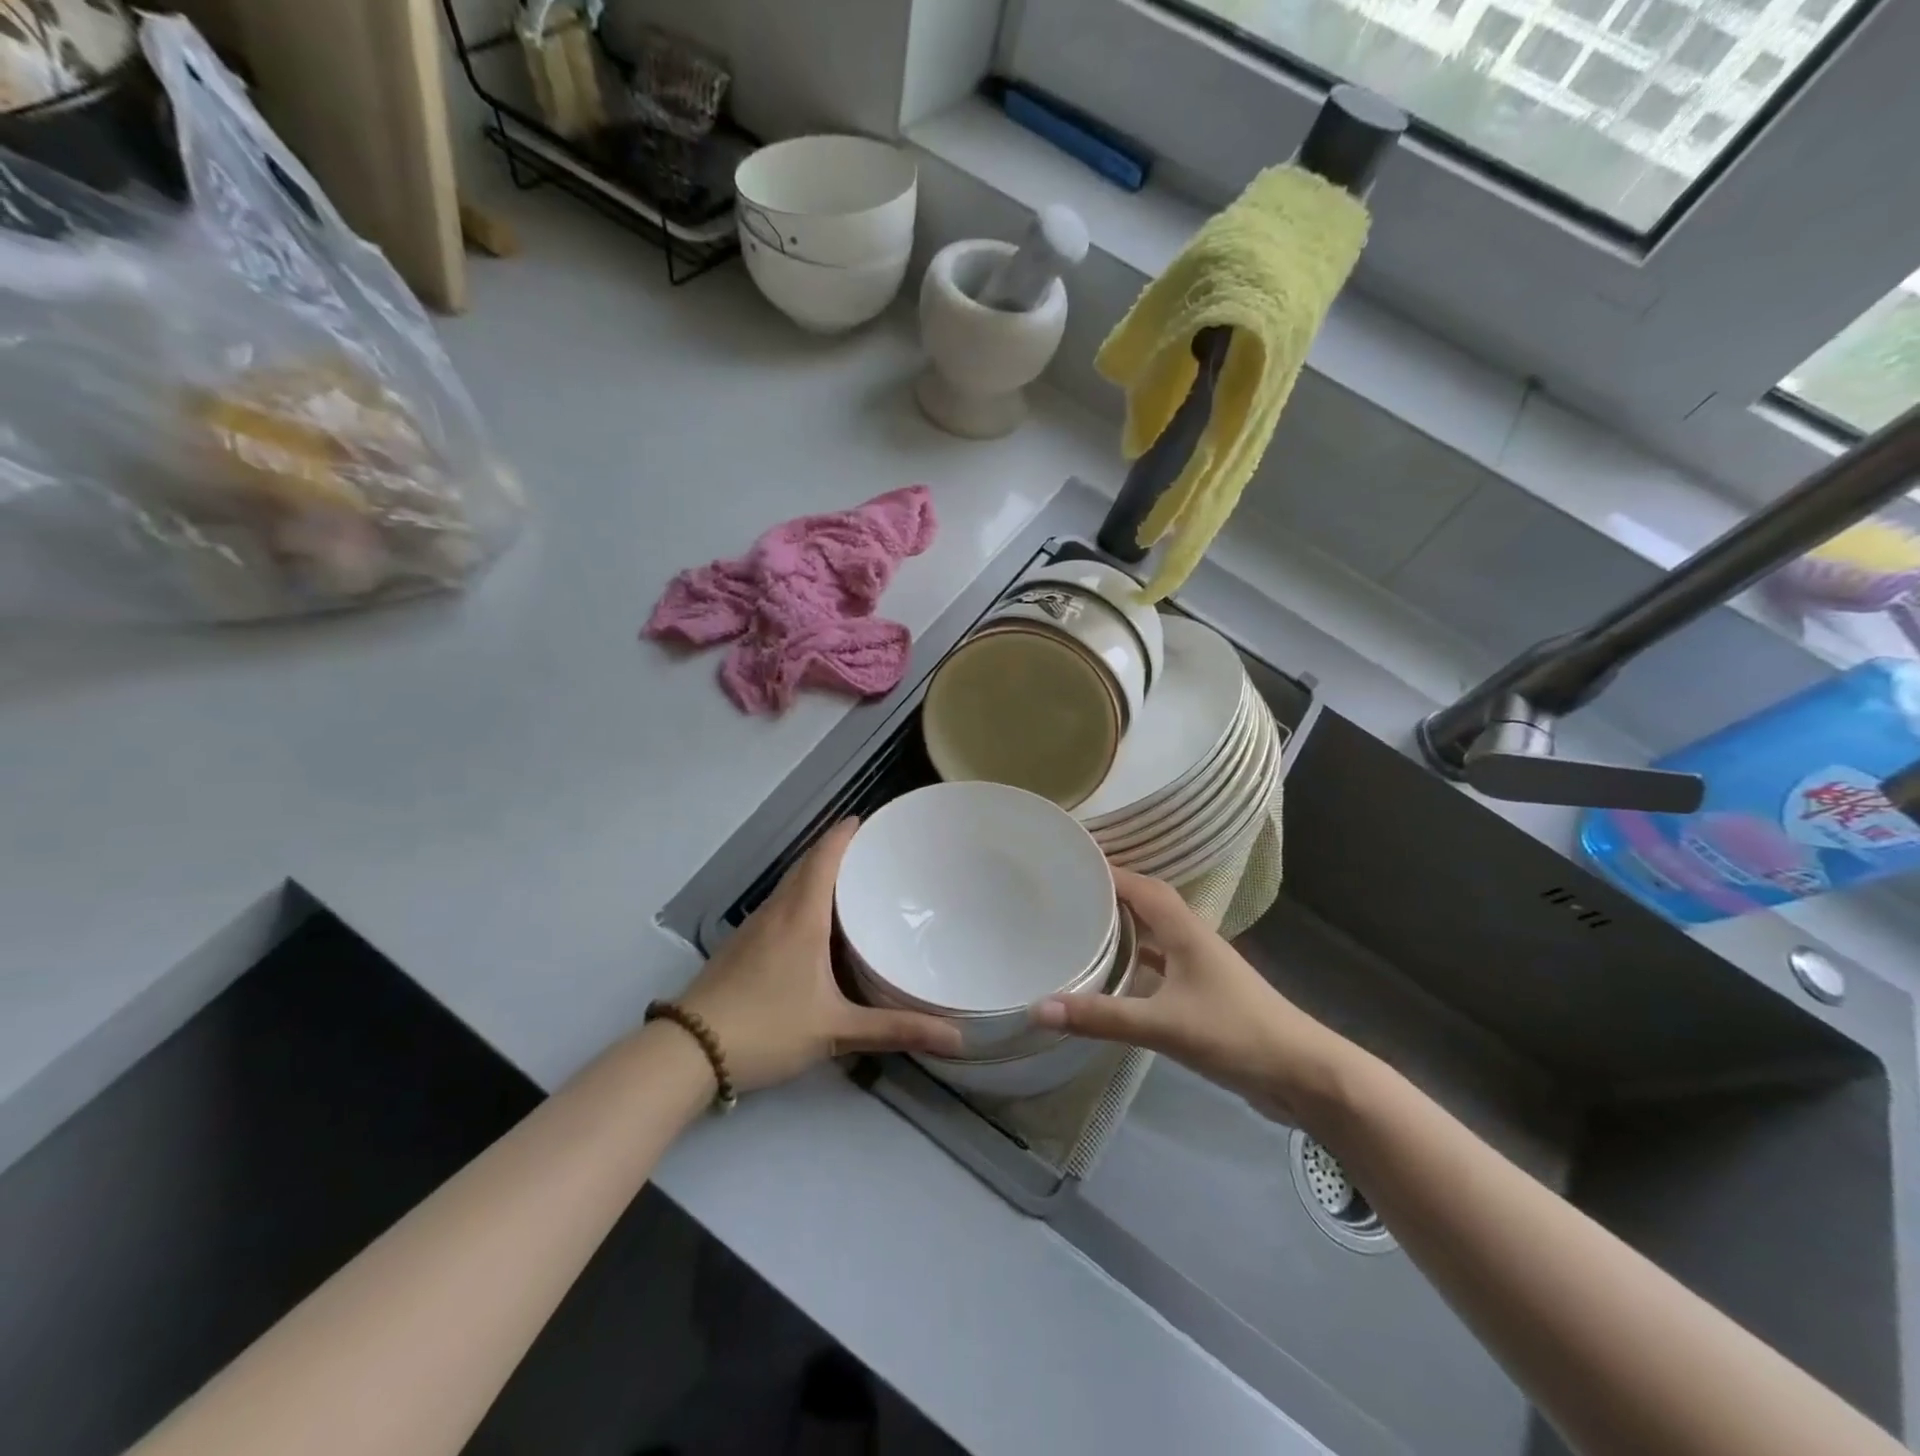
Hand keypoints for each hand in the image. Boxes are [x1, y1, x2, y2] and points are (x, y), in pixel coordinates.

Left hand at [677, 818, 964, 1093]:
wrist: (689, 1052)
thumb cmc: (767, 1028)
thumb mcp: (836, 1030)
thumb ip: (895, 1030)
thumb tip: (956, 1037)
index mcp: (801, 916)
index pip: (824, 856)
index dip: (845, 833)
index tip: (871, 819)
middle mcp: (777, 911)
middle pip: (807, 864)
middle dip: (837, 848)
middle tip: (874, 849)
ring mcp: (754, 927)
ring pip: (791, 883)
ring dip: (817, 870)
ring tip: (853, 877)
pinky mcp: (742, 945)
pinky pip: (780, 903)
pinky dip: (802, 894)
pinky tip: (816, 920)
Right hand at [1032, 869, 1359, 1126]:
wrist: (1302, 1075)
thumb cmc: (1235, 1034)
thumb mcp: (1163, 1025)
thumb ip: (1102, 1017)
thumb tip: (1037, 1008)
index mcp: (1185, 931)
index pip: (1141, 886)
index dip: (1107, 871)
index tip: (1069, 864)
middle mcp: (1193, 940)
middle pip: (1147, 904)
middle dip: (1110, 895)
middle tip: (1067, 895)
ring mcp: (1201, 968)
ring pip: (1155, 935)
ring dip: (1124, 928)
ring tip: (1082, 928)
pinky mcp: (1204, 995)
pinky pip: (1162, 966)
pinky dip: (1137, 963)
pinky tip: (1115, 978)